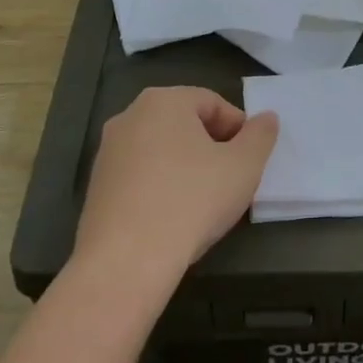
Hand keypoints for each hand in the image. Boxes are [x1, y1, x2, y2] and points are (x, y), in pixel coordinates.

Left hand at [74, 87, 278, 286]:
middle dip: (212, 147)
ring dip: (186, 167)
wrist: (126, 262)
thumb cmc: (192, 201)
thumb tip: (266, 118)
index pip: (213, 103)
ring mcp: (108, 152)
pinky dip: (160, 187)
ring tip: (204, 202)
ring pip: (161, 150)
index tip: (250, 161)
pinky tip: (173, 217)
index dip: (239, 130)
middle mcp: (130, 116)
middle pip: (185, 123)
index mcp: (164, 100)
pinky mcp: (96, 187)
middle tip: (231, 180)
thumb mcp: (244, 166)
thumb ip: (260, 136)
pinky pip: (140, 176)